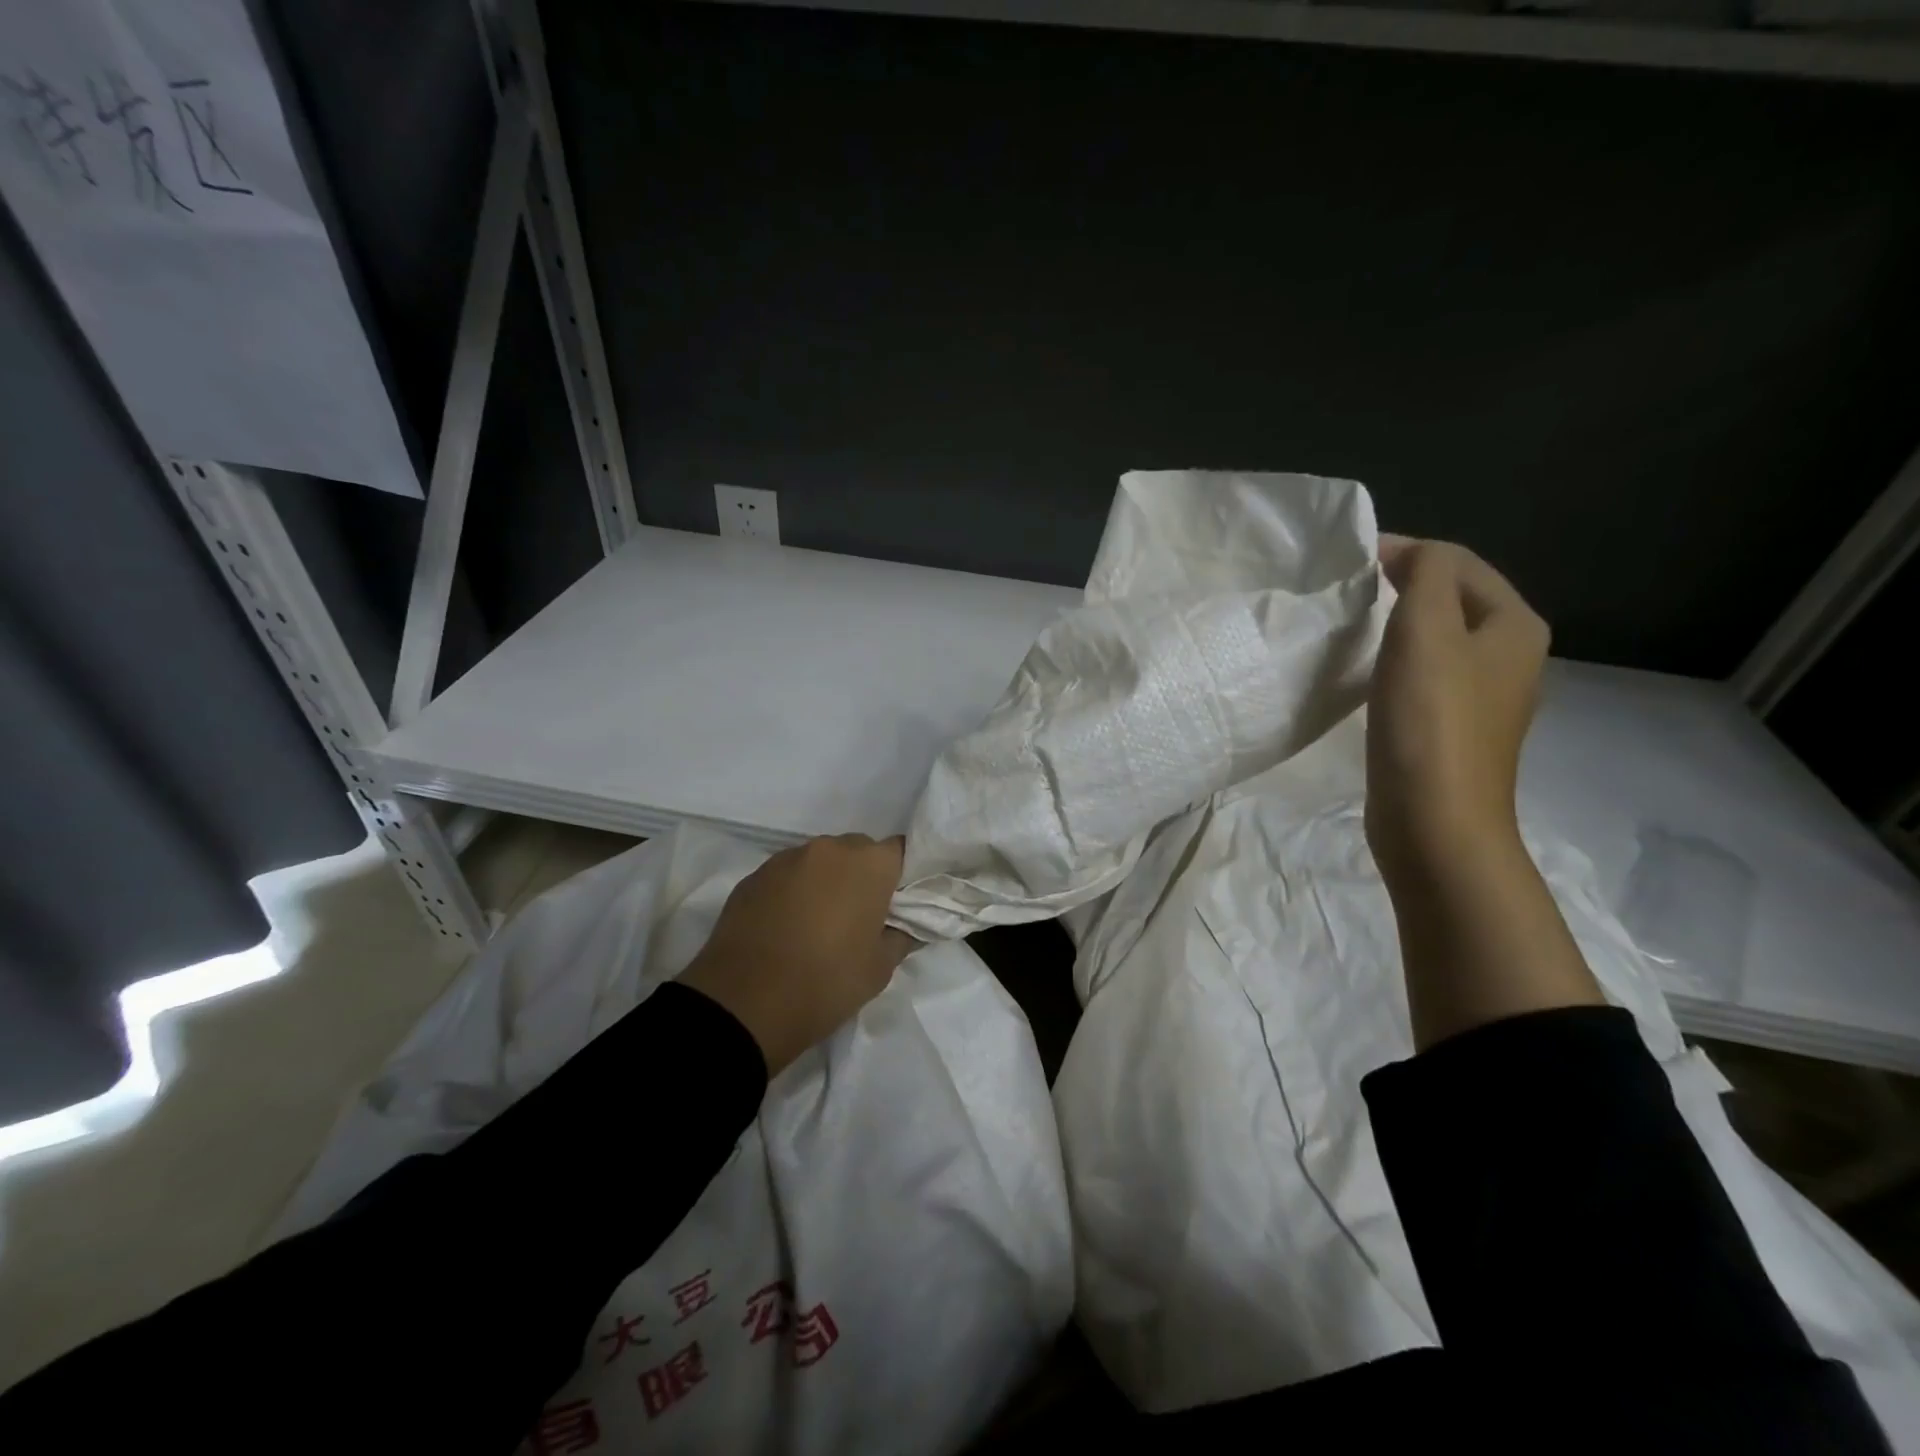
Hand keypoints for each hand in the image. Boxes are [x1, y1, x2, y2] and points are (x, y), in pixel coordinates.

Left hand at [678, 835, 918, 1075]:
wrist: (743, 1003)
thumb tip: (907, 924)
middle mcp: (828, 849)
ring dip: (825, 882)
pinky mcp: (753, 876)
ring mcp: (786, 859)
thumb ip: (901, 936)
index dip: (900, 875)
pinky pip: (786, 876)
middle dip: (862, 876)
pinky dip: (792, 892)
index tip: (896, 904)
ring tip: (817, 924)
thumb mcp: (880, 969)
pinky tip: (785, 928)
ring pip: (819, 861)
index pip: (899, 851)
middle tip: (859, 917)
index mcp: (868, 864)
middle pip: (857, 851)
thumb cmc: (826, 982)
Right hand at [1364, 537, 1550, 891]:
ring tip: (1353, 626)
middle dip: (1403, 586)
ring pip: (1439, 639)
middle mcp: (1511, 656)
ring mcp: (1485, 697)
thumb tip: (1410, 554)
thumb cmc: (1430, 720)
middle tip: (1349, 590)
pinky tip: (1369, 675)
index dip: (1407, 552)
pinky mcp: (1453, 729)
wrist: (1434, 820)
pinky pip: (1427, 676)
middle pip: (1454, 599)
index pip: (1459, 564)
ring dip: (1398, 625)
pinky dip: (1397, 663)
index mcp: (1515, 626)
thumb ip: (1424, 576)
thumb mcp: (1426, 630)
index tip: (1351, 560)